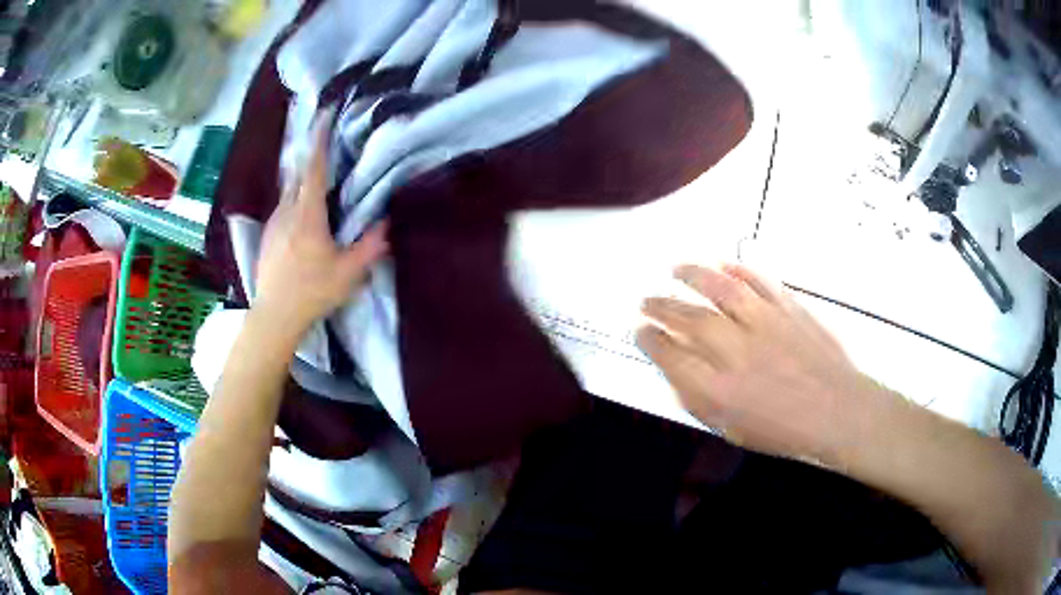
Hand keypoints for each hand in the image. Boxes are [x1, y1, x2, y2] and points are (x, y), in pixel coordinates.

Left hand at [254, 112, 388, 341]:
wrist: (274, 315)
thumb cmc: (312, 292)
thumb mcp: (349, 273)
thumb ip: (370, 246)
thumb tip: (387, 224)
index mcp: (308, 215)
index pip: (315, 170)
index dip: (320, 142)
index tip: (324, 116)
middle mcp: (287, 212)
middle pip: (298, 174)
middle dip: (311, 154)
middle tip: (324, 141)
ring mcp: (273, 223)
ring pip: (288, 191)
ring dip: (302, 178)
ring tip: (316, 176)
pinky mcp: (267, 236)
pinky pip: (282, 207)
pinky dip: (293, 198)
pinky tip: (301, 211)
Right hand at [638, 264, 878, 462]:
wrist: (838, 411)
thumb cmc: (786, 430)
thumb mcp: (733, 430)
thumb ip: (700, 401)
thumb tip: (675, 373)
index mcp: (719, 390)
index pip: (671, 356)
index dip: (650, 340)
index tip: (640, 330)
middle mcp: (737, 352)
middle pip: (688, 319)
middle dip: (661, 306)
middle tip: (646, 300)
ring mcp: (765, 324)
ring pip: (720, 289)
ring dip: (693, 275)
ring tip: (675, 268)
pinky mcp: (789, 308)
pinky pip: (759, 281)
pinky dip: (739, 269)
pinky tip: (724, 265)